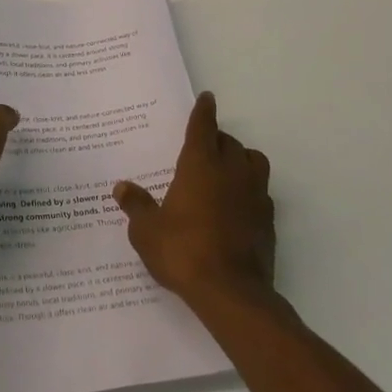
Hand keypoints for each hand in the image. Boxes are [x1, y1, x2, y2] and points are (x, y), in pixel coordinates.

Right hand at [113, 92, 275, 308]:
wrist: (231, 293)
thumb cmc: (183, 252)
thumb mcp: (147, 231)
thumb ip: (137, 206)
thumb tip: (122, 187)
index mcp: (201, 165)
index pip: (203, 127)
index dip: (203, 111)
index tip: (207, 98)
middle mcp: (231, 172)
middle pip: (229, 142)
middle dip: (217, 139)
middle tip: (203, 146)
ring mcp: (255, 195)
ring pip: (253, 161)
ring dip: (240, 159)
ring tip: (225, 170)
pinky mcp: (268, 219)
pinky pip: (261, 191)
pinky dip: (249, 189)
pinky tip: (236, 205)